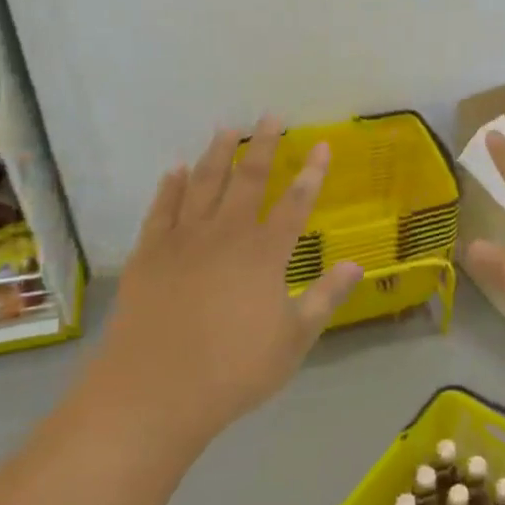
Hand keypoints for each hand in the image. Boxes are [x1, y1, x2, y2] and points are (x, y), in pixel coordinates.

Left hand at [98, 118, 361, 441]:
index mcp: (264, 254)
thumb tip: (356, 265)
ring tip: (226, 128)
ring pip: (203, 184)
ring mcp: (183, 240)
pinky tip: (176, 169)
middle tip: (271, 115)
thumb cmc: (234, 370)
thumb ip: (325, 298)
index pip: (295, 204)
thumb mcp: (293, 340)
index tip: (322, 146)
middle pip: (248, 180)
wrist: (154, 389)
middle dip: (264, 145)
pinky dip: (170, 186)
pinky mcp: (149, 253)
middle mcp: (226, 234)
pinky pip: (162, 209)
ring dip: (217, 154)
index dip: (312, 174)